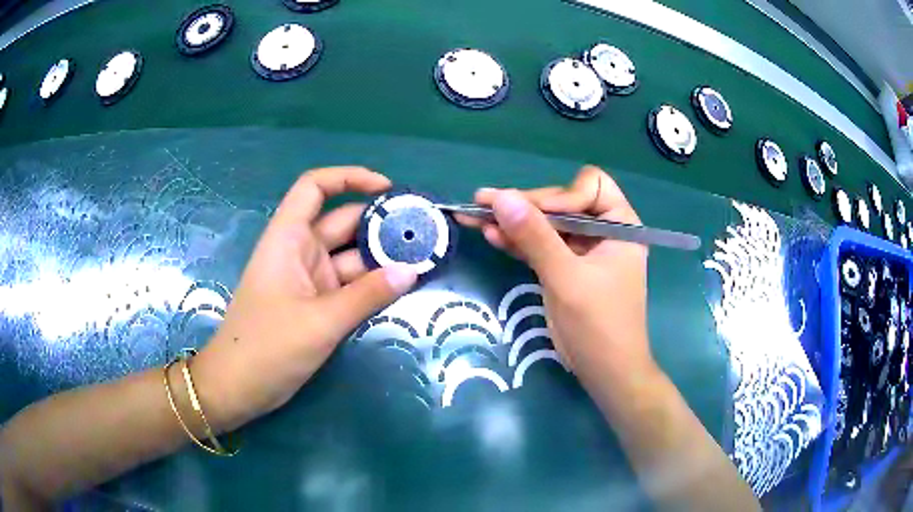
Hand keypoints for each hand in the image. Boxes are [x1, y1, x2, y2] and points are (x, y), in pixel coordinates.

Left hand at [193, 167, 417, 431]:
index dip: (348, 178)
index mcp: (288, 239)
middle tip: (425, 232)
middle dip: (381, 225)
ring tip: (425, 260)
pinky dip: (373, 285)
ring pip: (350, 257)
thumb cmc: (267, 347)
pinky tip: (402, 286)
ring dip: (382, 259)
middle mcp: (300, 252)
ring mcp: (309, 280)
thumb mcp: (320, 322)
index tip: (387, 189)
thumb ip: (367, 295)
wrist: (239, 388)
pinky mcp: (317, 305)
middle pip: (342, 223)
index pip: (314, 188)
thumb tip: (412, 271)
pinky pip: (350, 286)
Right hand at [459, 166, 654, 390]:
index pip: (590, 187)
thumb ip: (535, 237)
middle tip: (483, 203)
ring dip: (513, 222)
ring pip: (546, 225)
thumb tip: (501, 197)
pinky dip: (518, 241)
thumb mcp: (566, 279)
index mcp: (620, 225)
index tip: (530, 213)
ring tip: (474, 214)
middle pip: (561, 203)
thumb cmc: (598, 325)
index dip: (559, 195)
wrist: (605, 372)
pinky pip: (540, 246)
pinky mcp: (565, 268)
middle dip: (525, 206)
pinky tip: (491, 235)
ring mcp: (582, 251)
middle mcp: (603, 232)